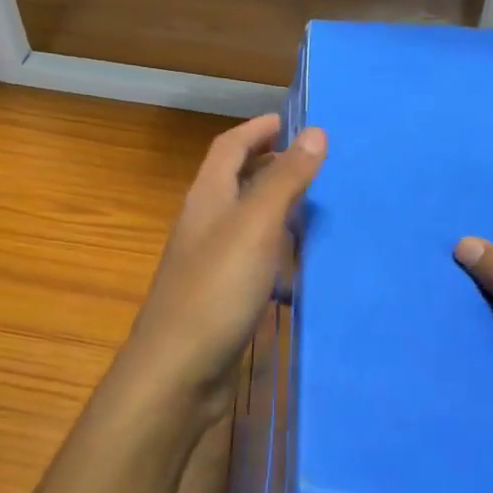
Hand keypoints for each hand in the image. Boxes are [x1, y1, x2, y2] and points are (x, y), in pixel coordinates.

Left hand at [117, 114, 325, 424]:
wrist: (178, 371)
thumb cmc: (217, 289)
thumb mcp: (256, 225)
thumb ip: (285, 179)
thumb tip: (315, 130)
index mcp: (207, 197)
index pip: (229, 147)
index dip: (257, 129)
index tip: (291, 121)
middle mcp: (205, 223)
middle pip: (235, 180)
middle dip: (269, 163)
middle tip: (311, 160)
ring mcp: (210, 262)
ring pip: (245, 220)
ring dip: (274, 205)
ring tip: (314, 204)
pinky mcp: (220, 296)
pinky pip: (251, 257)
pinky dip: (275, 248)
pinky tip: (298, 263)